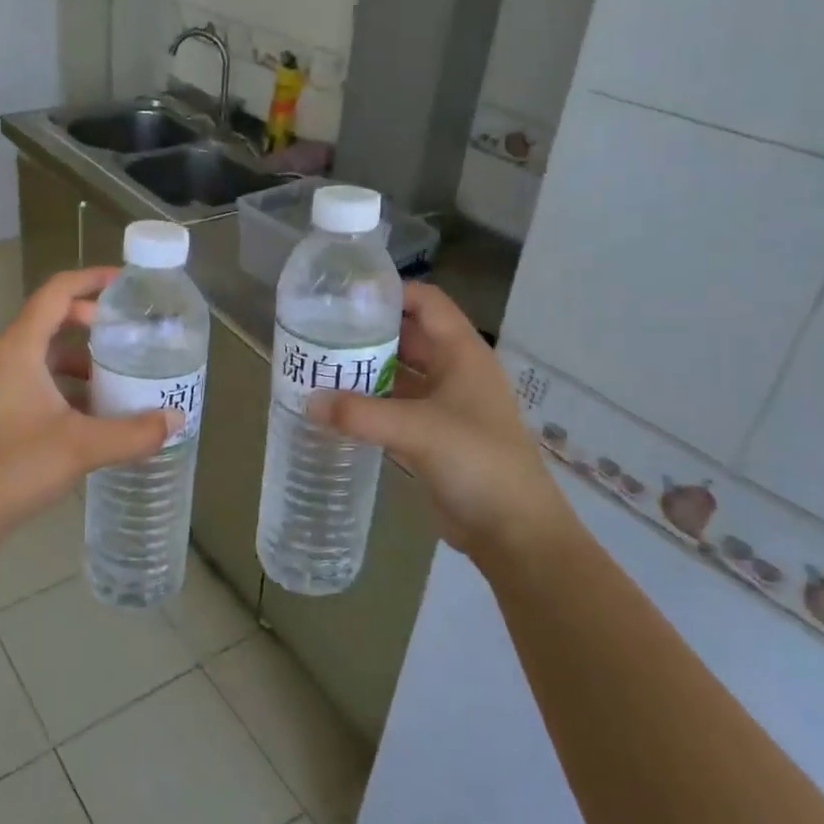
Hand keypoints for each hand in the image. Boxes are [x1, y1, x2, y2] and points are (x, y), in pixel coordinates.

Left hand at [0, 268, 179, 547]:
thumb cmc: (15, 468)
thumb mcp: (81, 447)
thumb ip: (133, 432)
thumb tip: (176, 419)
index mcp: (18, 348)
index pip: (56, 292)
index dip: (92, 279)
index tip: (127, 282)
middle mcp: (2, 355)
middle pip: (51, 318)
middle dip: (92, 320)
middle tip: (131, 332)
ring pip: (44, 351)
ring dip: (81, 357)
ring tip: (120, 371)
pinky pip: (36, 376)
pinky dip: (65, 381)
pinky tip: (94, 409)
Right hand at [312, 283, 569, 559]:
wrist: (513, 531)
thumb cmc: (477, 462)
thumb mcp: (418, 430)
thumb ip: (360, 413)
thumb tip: (309, 400)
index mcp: (462, 353)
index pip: (425, 302)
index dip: (389, 292)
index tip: (342, 294)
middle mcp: (453, 371)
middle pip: (406, 335)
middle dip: (367, 331)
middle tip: (318, 330)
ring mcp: (443, 404)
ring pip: (398, 373)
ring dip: (364, 369)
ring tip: (318, 364)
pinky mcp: (431, 435)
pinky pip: (394, 407)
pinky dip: (368, 403)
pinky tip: (335, 406)